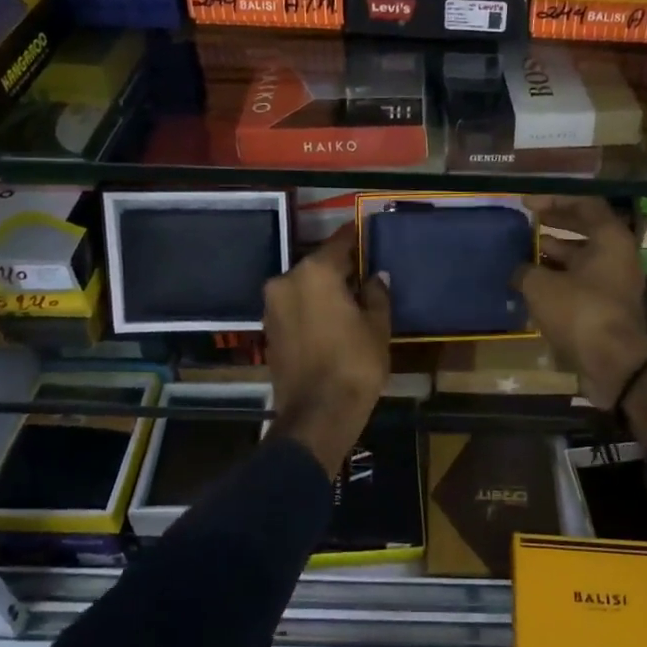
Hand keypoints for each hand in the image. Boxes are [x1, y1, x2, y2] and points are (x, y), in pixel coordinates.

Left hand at [263, 224, 390, 476]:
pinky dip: (312, 307)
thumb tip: (375, 277)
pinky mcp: (269, 329)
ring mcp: (273, 306)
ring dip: (325, 289)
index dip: (357, 237)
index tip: (369, 232)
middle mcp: (287, 281)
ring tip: (351, 299)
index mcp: (315, 272)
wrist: (317, 414)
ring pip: (305, 286)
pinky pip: (296, 307)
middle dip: (341, 268)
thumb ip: (376, 294)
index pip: (339, 242)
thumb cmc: (355, 364)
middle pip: (319, 264)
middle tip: (366, 273)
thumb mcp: (377, 326)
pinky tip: (333, 319)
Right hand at [511, 197, 646, 408]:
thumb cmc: (580, 312)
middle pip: (584, 230)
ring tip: (521, 253)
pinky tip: (530, 284)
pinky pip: (580, 283)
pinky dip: (557, 280)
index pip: (585, 204)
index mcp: (611, 239)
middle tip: (525, 222)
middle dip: (553, 225)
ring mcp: (614, 283)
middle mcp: (617, 256)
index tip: (527, 203)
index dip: (554, 200)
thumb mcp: (541, 286)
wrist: (613, 363)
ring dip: (552, 255)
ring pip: (581, 259)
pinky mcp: (606, 308)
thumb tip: (518, 271)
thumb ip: (525, 270)